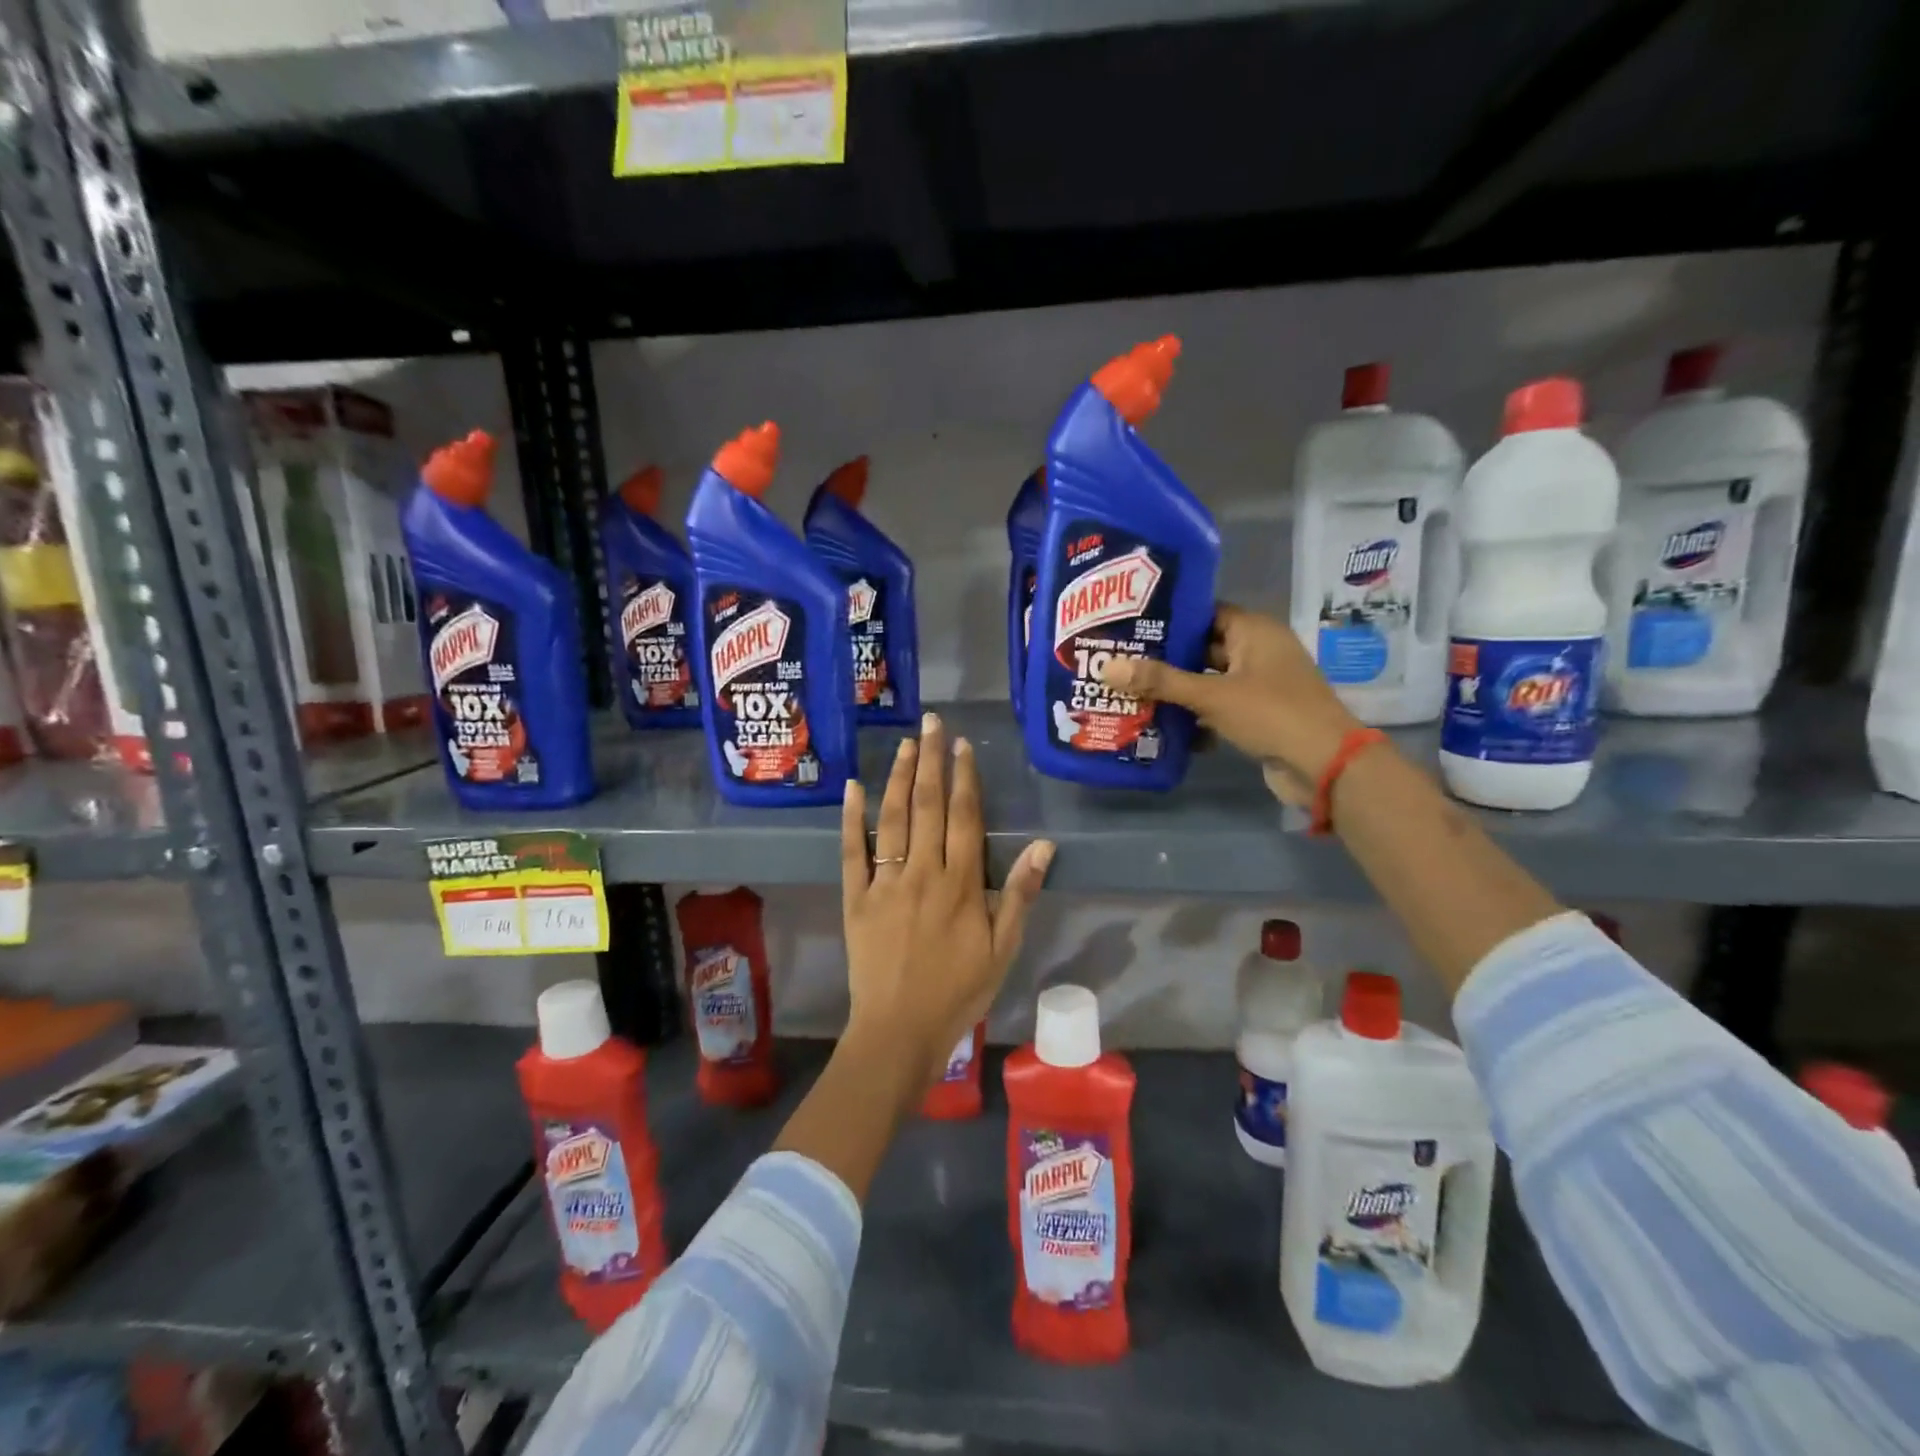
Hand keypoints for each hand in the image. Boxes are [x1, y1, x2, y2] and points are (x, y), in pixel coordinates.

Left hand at [840, 712, 1054, 1083]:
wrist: (898, 1031)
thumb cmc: (958, 992)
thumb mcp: (1003, 950)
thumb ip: (1019, 894)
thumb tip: (1043, 845)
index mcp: (960, 884)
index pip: (964, 818)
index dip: (964, 778)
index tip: (963, 746)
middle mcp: (922, 873)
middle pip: (928, 806)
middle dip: (931, 761)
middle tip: (933, 723)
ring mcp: (885, 883)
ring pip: (892, 819)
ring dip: (899, 778)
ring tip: (905, 744)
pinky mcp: (855, 898)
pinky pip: (852, 851)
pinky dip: (852, 818)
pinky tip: (853, 787)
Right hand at [1097, 604, 1363, 804]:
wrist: (1325, 765)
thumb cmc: (1271, 714)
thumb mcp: (1212, 695)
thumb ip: (1160, 681)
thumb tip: (1107, 667)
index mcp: (1253, 630)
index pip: (1204, 612)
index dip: (1169, 617)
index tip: (1130, 624)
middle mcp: (1257, 651)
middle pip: (1202, 647)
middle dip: (1165, 658)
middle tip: (1120, 660)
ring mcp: (1259, 684)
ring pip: (1207, 680)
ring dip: (1176, 689)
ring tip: (1130, 691)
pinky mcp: (1257, 714)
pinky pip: (1217, 707)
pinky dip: (1194, 715)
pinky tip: (1159, 724)